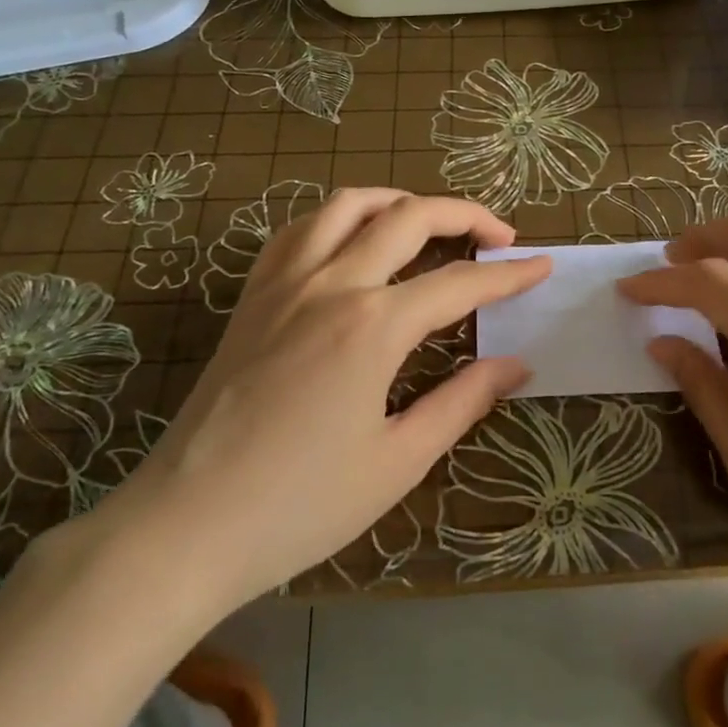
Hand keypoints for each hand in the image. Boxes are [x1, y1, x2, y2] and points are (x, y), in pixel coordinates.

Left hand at [109, 189, 550, 612]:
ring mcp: (285, 282)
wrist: (184, 526)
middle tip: (499, 234)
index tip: (542, 265)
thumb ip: (462, 402)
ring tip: (429, 220)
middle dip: (465, 214)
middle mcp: (332, 284)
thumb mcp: (398, 461)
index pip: (459, 283)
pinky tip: (352, 240)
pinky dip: (339, 218)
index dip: (509, 274)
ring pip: (348, 205)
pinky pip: (298, 229)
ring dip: (399, 200)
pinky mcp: (253, 295)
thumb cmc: (300, 506)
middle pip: (410, 217)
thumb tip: (515, 364)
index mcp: (373, 326)